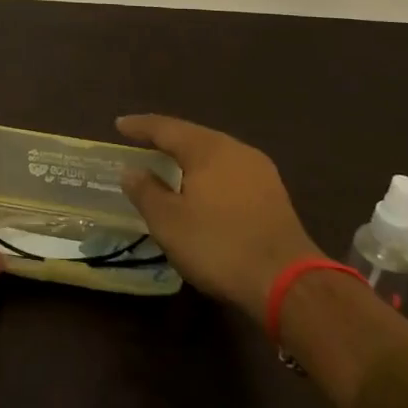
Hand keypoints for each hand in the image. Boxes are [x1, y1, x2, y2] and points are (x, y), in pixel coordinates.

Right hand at [117, 114, 322, 326]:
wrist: (288, 282)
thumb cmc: (219, 245)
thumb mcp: (169, 222)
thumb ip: (146, 192)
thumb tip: (131, 170)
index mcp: (206, 148)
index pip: (166, 128)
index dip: (140, 126)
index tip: (119, 125)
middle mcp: (234, 149)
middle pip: (193, 136)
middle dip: (167, 138)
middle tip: (144, 141)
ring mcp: (259, 171)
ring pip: (215, 154)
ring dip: (190, 157)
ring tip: (171, 163)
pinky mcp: (274, 194)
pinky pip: (231, 172)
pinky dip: (210, 174)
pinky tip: (204, 188)